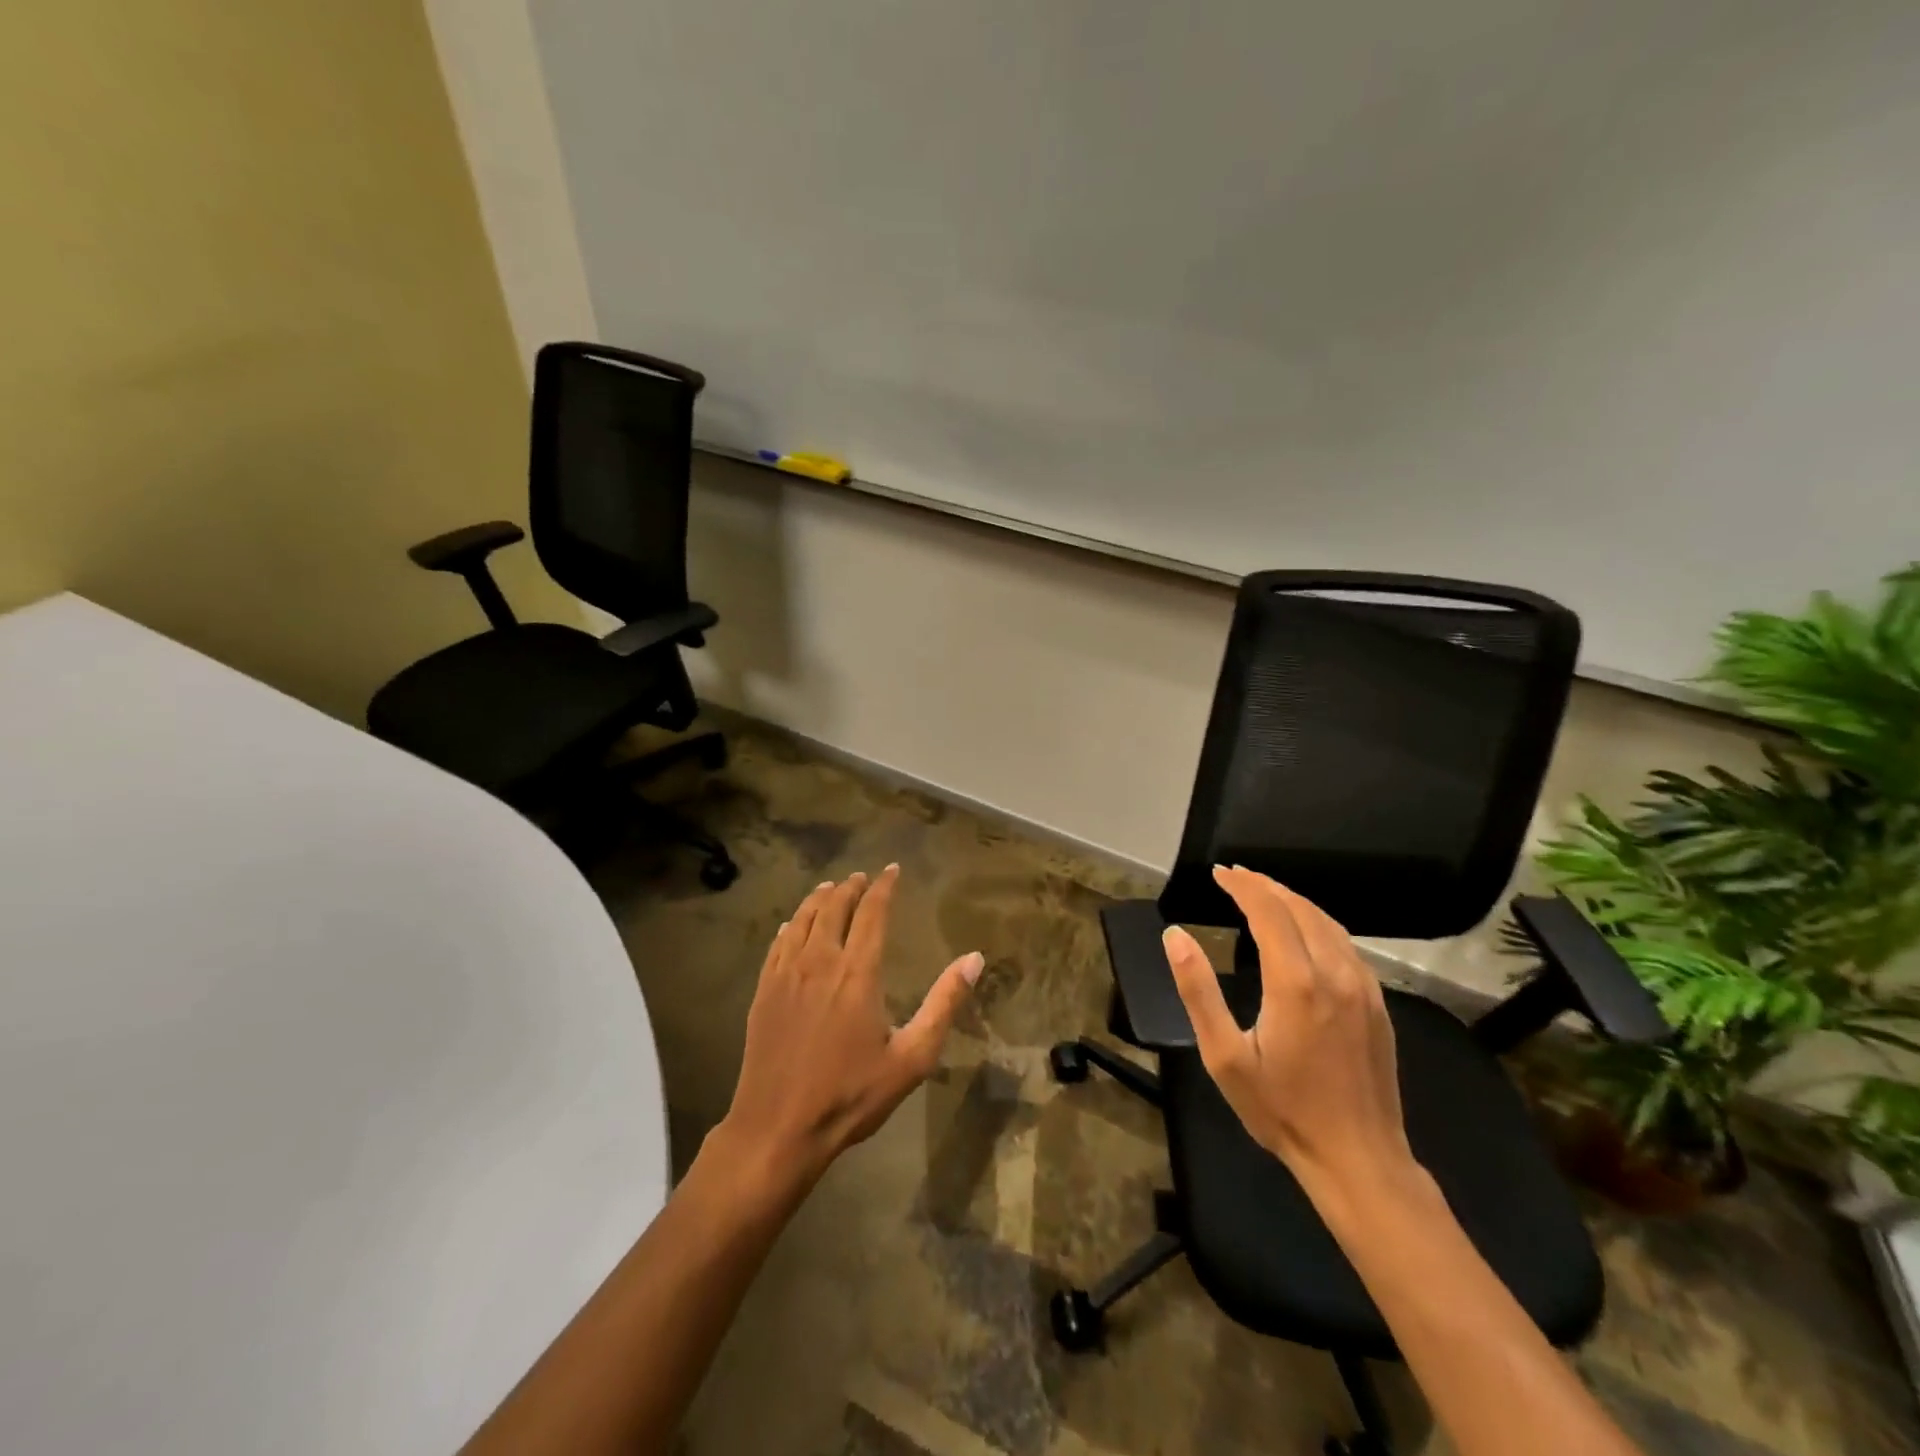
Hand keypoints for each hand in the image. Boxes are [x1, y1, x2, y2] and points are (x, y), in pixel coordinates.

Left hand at [717, 866, 983, 1189]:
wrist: (778, 1129)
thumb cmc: (851, 1095)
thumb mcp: (912, 1057)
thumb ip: (944, 1004)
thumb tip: (975, 959)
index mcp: (857, 972)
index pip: (872, 912)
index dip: (884, 887)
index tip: (893, 870)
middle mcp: (820, 961)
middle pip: (834, 908)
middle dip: (851, 887)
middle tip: (861, 877)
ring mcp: (786, 975)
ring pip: (803, 919)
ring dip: (819, 899)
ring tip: (830, 888)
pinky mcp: (763, 991)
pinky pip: (778, 944)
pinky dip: (791, 925)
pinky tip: (792, 925)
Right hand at [1162, 866, 1415, 1194]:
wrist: (1359, 1159)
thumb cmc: (1282, 1110)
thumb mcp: (1224, 1055)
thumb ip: (1198, 990)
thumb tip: (1175, 936)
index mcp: (1295, 982)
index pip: (1268, 911)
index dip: (1242, 886)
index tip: (1219, 873)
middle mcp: (1334, 973)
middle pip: (1300, 909)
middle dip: (1265, 885)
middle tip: (1235, 876)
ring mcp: (1363, 988)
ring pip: (1328, 923)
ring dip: (1293, 900)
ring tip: (1264, 893)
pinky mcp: (1377, 1004)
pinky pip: (1346, 945)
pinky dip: (1318, 923)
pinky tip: (1304, 930)